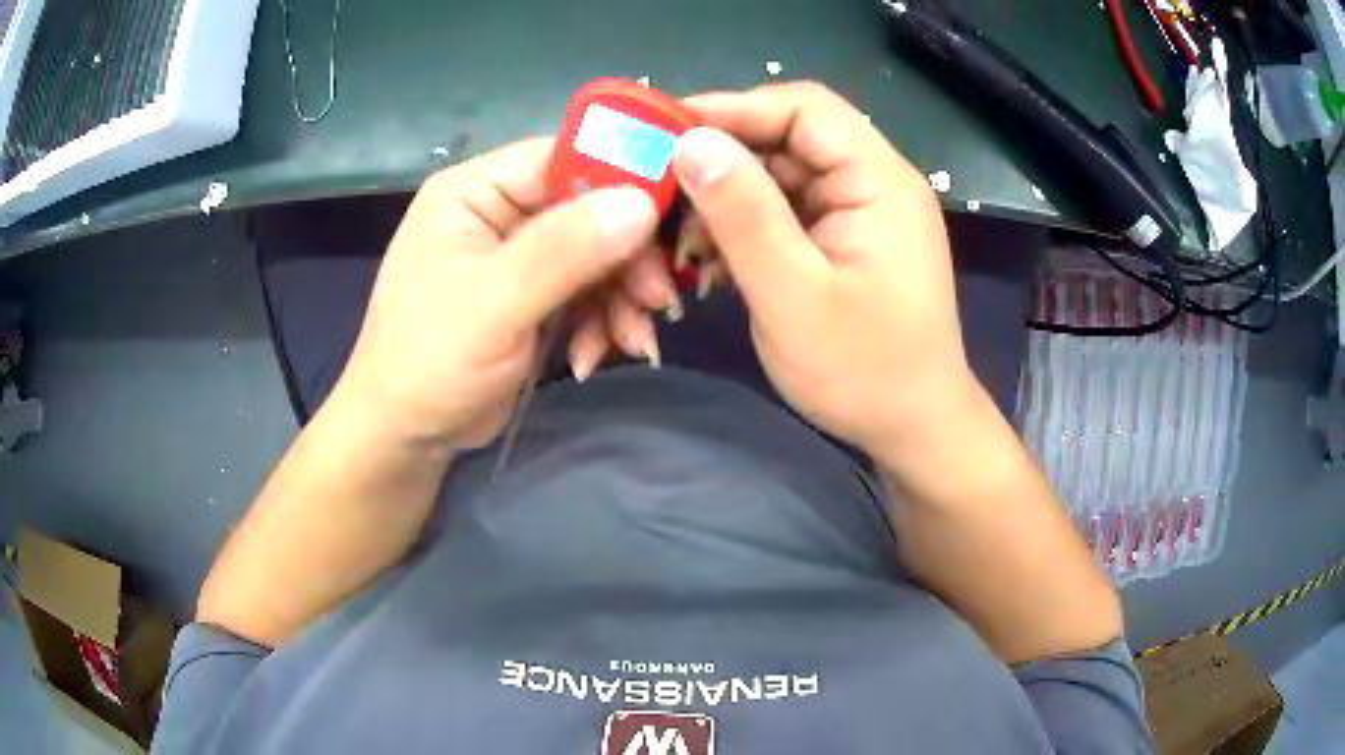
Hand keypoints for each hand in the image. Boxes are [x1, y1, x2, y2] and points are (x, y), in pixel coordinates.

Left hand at [337, 138, 659, 448]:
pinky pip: (584, 292)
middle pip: (588, 209)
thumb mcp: (497, 304)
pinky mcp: (530, 295)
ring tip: (633, 342)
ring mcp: (516, 256)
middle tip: (657, 300)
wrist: (406, 434)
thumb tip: (643, 200)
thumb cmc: (431, 361)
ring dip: (619, 299)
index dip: (621, 178)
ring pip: (595, 255)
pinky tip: (594, 357)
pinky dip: (599, 323)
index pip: (563, 157)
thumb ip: (566, 250)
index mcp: (475, 190)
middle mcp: (498, 212)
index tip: (669, 219)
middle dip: (626, 259)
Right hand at [673, 83, 978, 465]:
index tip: (665, 132)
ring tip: (684, 239)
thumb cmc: (864, 371)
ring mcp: (861, 212)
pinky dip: (747, 227)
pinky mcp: (846, 240)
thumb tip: (690, 141)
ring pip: (782, 175)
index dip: (732, 109)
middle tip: (662, 191)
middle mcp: (874, 182)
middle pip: (789, 137)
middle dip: (723, 159)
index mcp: (878, 180)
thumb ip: (743, 213)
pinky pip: (788, 212)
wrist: (915, 429)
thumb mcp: (793, 294)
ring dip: (729, 199)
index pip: (803, 108)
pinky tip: (715, 261)